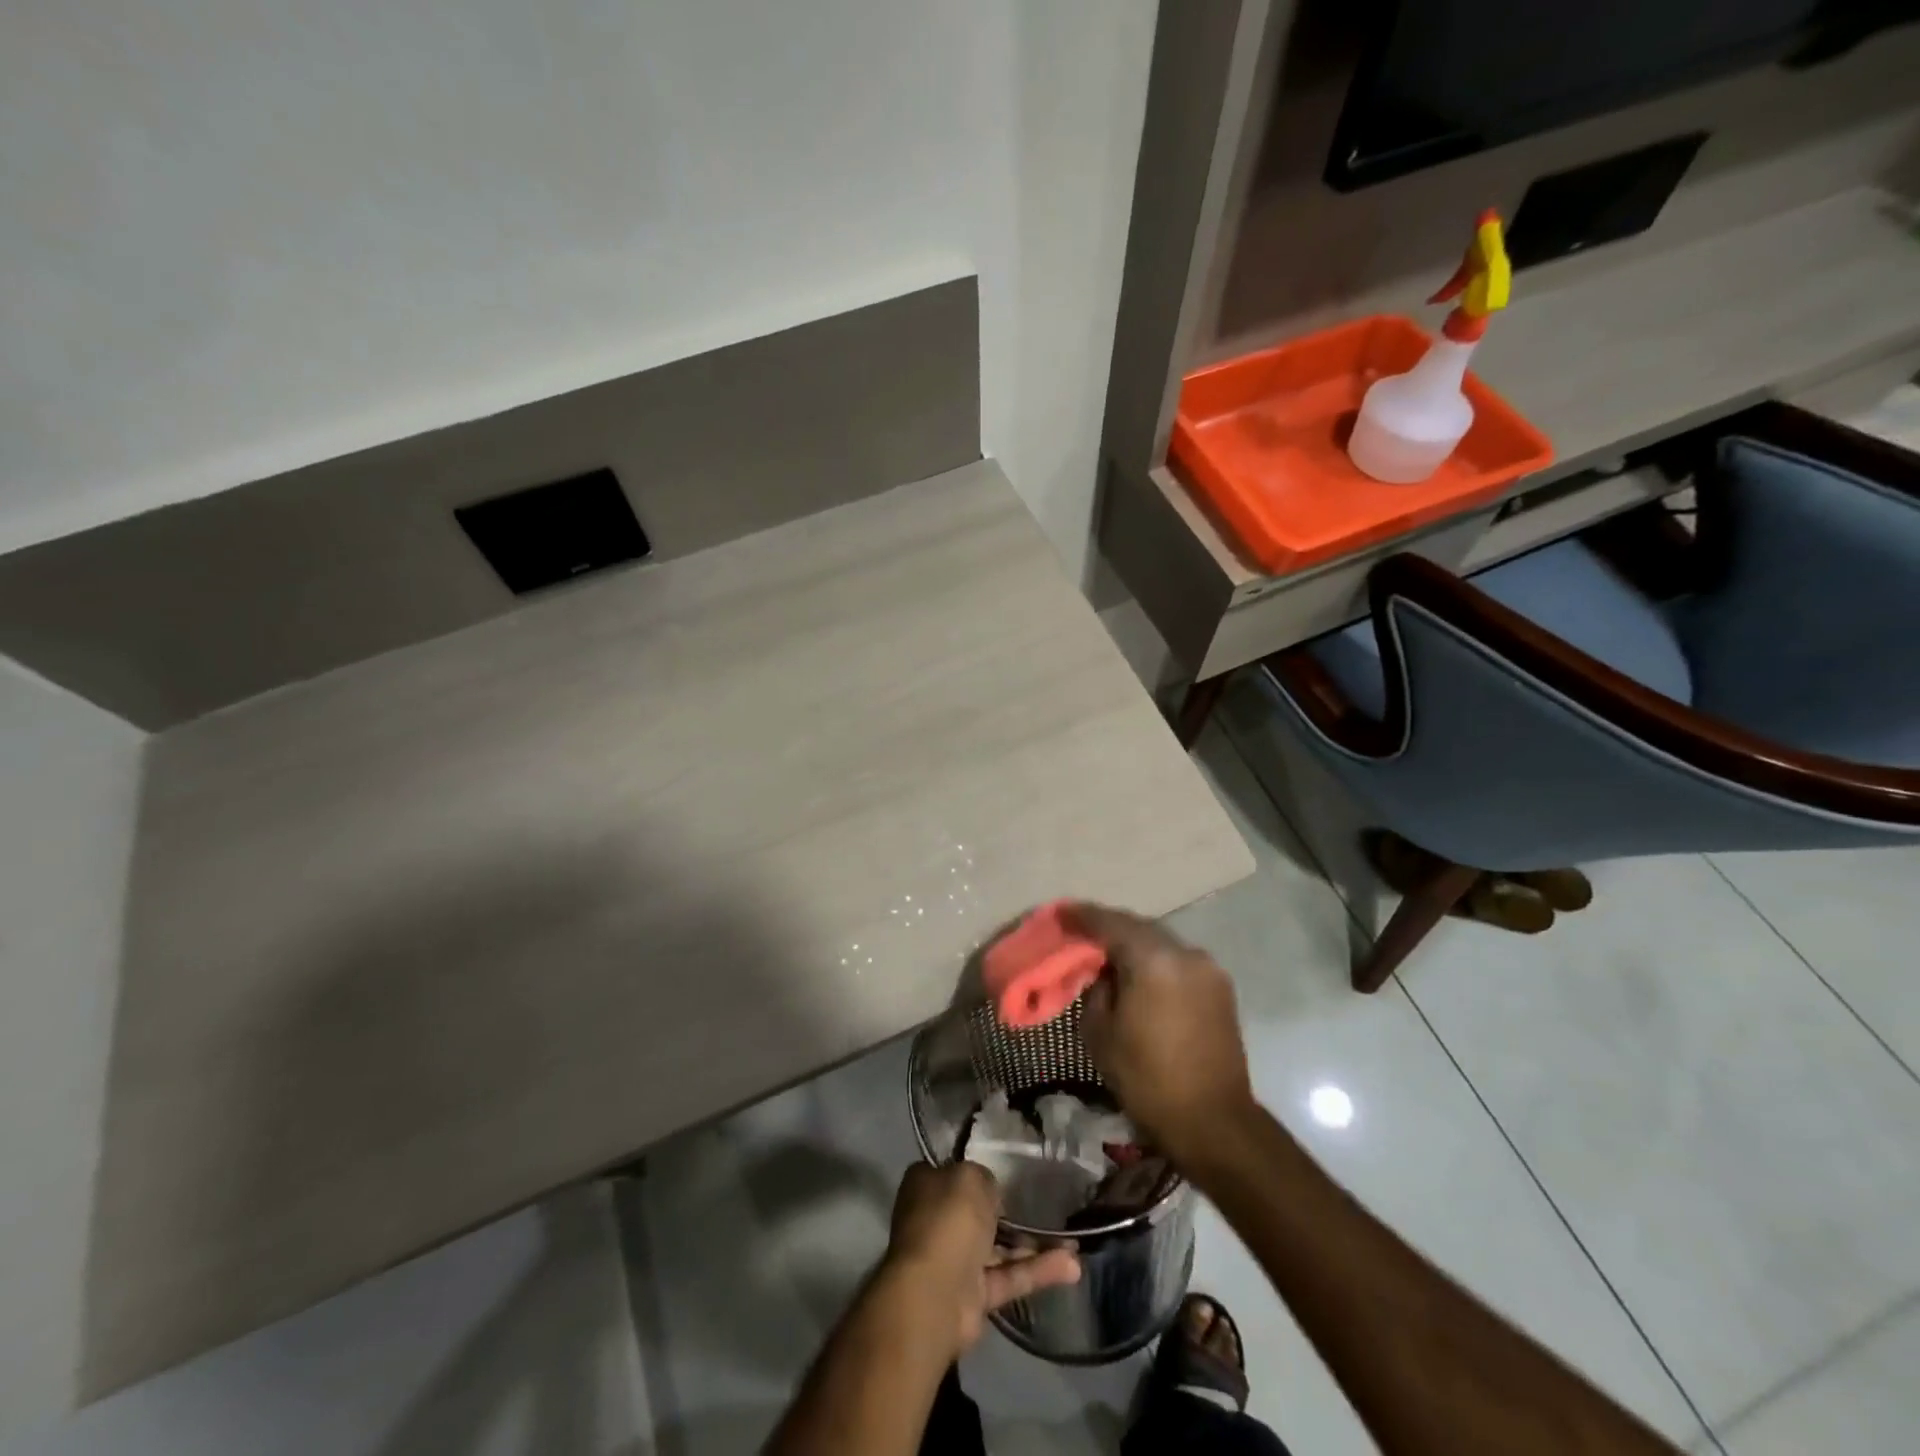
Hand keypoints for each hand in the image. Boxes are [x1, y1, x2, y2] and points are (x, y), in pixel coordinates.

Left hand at [882, 1162, 1079, 1355]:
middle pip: (977, 1212)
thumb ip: (985, 1179)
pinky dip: (1037, 1271)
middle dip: (1010, 1211)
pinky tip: (1072, 1266)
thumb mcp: (971, 1177)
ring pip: (999, 1248)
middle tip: (1047, 1205)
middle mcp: (936, 1220)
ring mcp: (954, 1261)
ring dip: (1034, 1244)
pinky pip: (1009, 1276)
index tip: (1007, 1171)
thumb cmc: (948, 1220)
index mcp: (926, 1185)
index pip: (952, 1172)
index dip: (978, 1172)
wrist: (935, 1293)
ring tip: (1074, 1242)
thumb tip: (990, 1192)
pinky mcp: (974, 1295)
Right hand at [1065, 903, 1256, 1169]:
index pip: (1109, 923)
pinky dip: (1155, 961)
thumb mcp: (1099, 1033)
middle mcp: (1184, 952)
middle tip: (1081, 934)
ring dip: (1134, 944)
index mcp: (1152, 959)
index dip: (1081, 916)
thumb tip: (1102, 973)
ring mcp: (1207, 968)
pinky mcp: (1220, 987)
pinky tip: (1139, 975)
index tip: (1060, 913)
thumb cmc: (1147, 1079)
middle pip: (1137, 927)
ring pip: (1159, 942)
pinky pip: (1177, 961)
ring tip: (1108, 955)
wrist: (1213, 1122)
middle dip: (1108, 928)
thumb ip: (1094, 989)